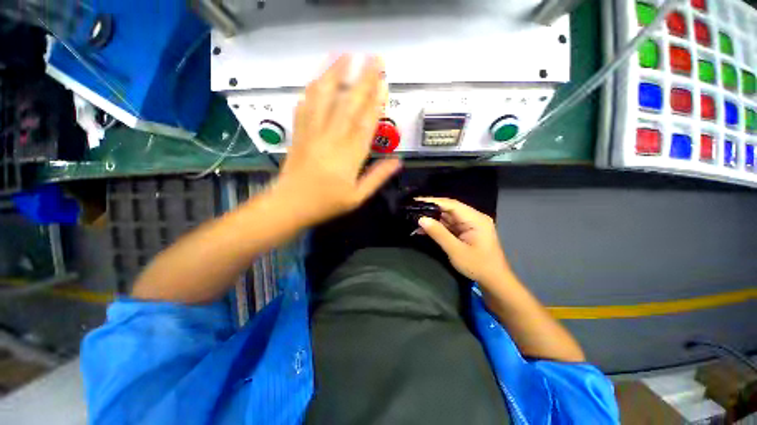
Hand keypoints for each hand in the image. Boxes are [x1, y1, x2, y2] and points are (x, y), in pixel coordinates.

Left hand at [273, 54, 401, 225]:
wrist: (290, 205)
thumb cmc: (326, 203)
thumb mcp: (357, 197)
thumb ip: (377, 177)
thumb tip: (397, 161)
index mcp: (349, 156)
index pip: (366, 123)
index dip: (376, 102)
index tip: (384, 82)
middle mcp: (332, 139)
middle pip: (349, 105)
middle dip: (363, 80)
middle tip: (374, 58)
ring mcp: (312, 133)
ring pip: (324, 99)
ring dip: (335, 74)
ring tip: (344, 55)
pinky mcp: (299, 133)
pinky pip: (305, 106)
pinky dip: (312, 90)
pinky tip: (317, 78)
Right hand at [416, 197, 511, 286]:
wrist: (495, 281)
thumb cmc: (478, 266)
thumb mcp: (456, 251)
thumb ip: (438, 233)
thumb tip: (421, 219)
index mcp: (475, 219)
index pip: (451, 204)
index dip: (433, 201)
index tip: (416, 200)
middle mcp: (473, 217)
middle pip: (449, 208)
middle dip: (431, 209)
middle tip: (412, 208)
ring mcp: (470, 224)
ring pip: (448, 216)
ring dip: (433, 218)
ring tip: (414, 217)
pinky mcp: (466, 231)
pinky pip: (449, 225)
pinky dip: (437, 226)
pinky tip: (424, 228)